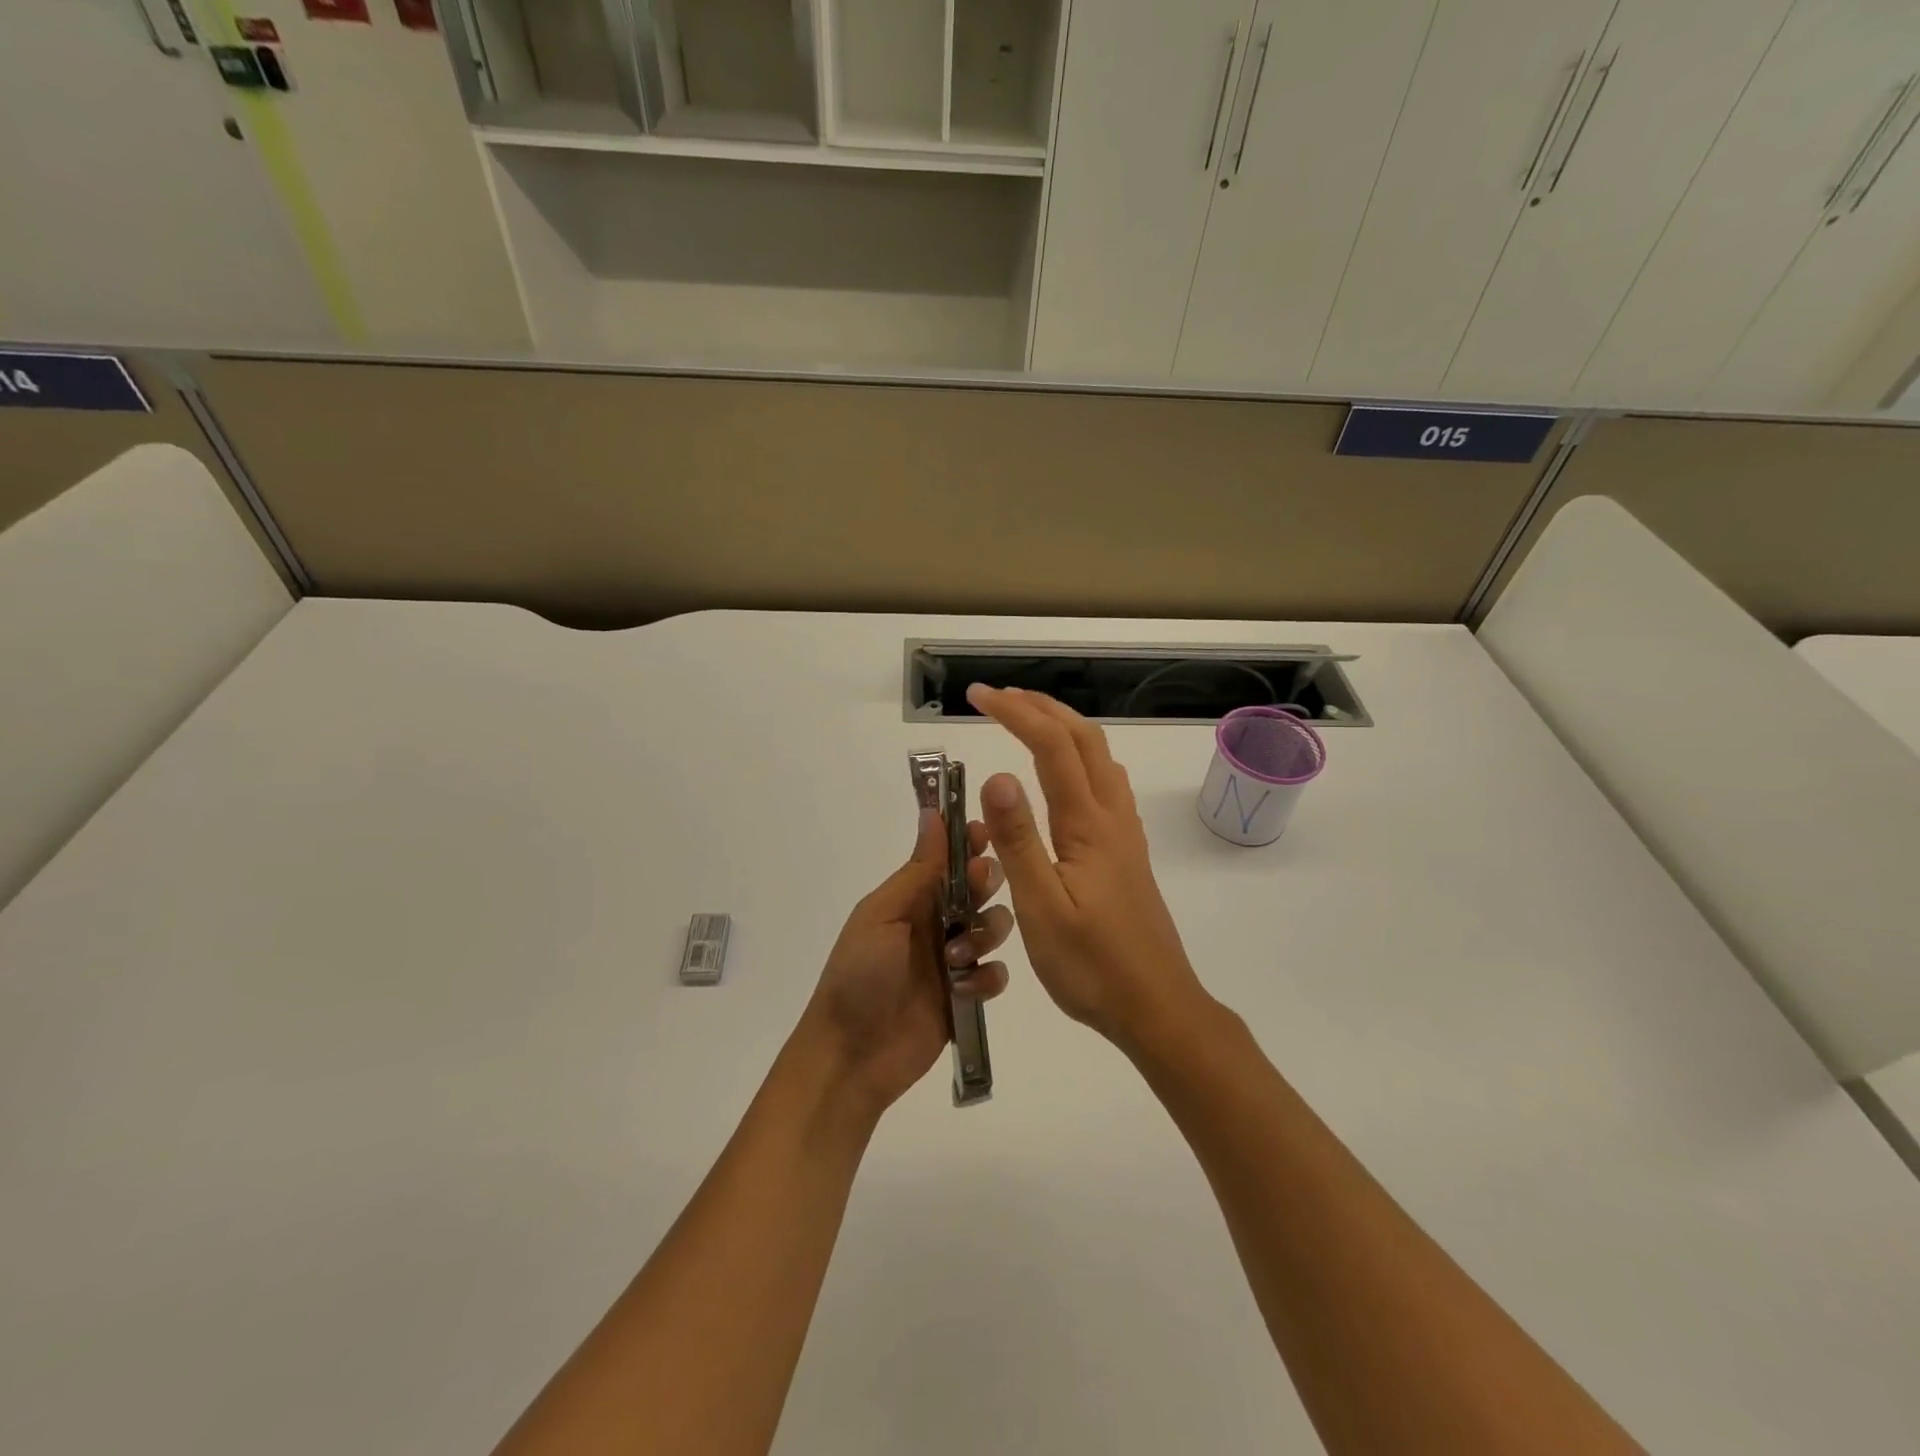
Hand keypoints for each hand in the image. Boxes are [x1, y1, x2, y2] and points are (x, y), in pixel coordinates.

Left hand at [797, 809, 1012, 1115]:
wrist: (852, 1054)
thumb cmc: (859, 975)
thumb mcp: (883, 915)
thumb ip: (918, 870)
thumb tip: (933, 813)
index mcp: (911, 897)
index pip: (947, 858)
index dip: (969, 842)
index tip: (987, 832)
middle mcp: (936, 921)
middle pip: (979, 887)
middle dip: (986, 882)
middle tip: (978, 887)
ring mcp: (954, 958)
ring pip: (994, 927)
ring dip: (985, 932)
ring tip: (958, 955)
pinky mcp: (967, 995)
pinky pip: (995, 974)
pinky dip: (987, 978)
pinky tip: (966, 989)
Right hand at [966, 685, 1210, 1054]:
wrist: (1158, 1007)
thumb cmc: (1092, 966)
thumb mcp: (1042, 908)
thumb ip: (1018, 841)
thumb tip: (995, 775)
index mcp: (1088, 825)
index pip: (1052, 746)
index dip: (1015, 712)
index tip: (977, 696)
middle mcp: (1112, 817)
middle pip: (1084, 739)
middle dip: (1041, 707)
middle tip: (998, 696)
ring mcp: (1125, 834)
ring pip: (1100, 758)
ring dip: (1064, 728)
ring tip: (1028, 721)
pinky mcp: (1126, 853)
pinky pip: (1106, 783)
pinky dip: (1080, 757)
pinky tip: (1066, 777)